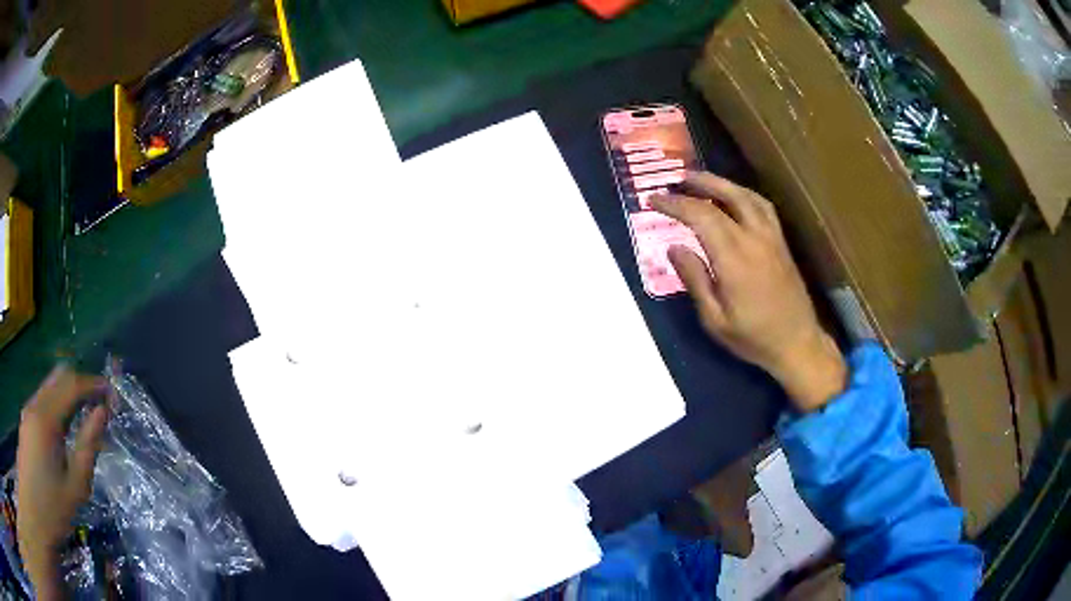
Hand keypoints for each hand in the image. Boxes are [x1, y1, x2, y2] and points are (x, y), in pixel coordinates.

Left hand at [16, 366, 108, 599]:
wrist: (34, 507)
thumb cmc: (51, 506)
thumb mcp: (74, 487)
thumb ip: (87, 447)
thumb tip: (101, 414)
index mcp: (47, 418)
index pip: (71, 384)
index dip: (93, 384)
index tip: (113, 394)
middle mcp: (36, 404)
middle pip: (59, 377)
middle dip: (82, 383)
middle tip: (102, 404)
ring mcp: (29, 410)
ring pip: (51, 386)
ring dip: (70, 393)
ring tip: (88, 414)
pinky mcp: (27, 420)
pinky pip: (45, 399)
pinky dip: (60, 403)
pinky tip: (68, 425)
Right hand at [651, 172, 845, 411]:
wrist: (797, 343)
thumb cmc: (753, 338)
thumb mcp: (714, 319)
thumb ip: (695, 280)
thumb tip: (674, 247)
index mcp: (734, 259)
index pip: (701, 216)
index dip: (675, 204)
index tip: (654, 201)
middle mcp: (754, 239)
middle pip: (725, 197)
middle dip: (697, 185)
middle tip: (676, 180)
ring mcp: (772, 237)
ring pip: (747, 196)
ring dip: (722, 183)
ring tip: (701, 181)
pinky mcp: (781, 242)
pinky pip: (762, 206)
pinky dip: (744, 194)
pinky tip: (735, 197)